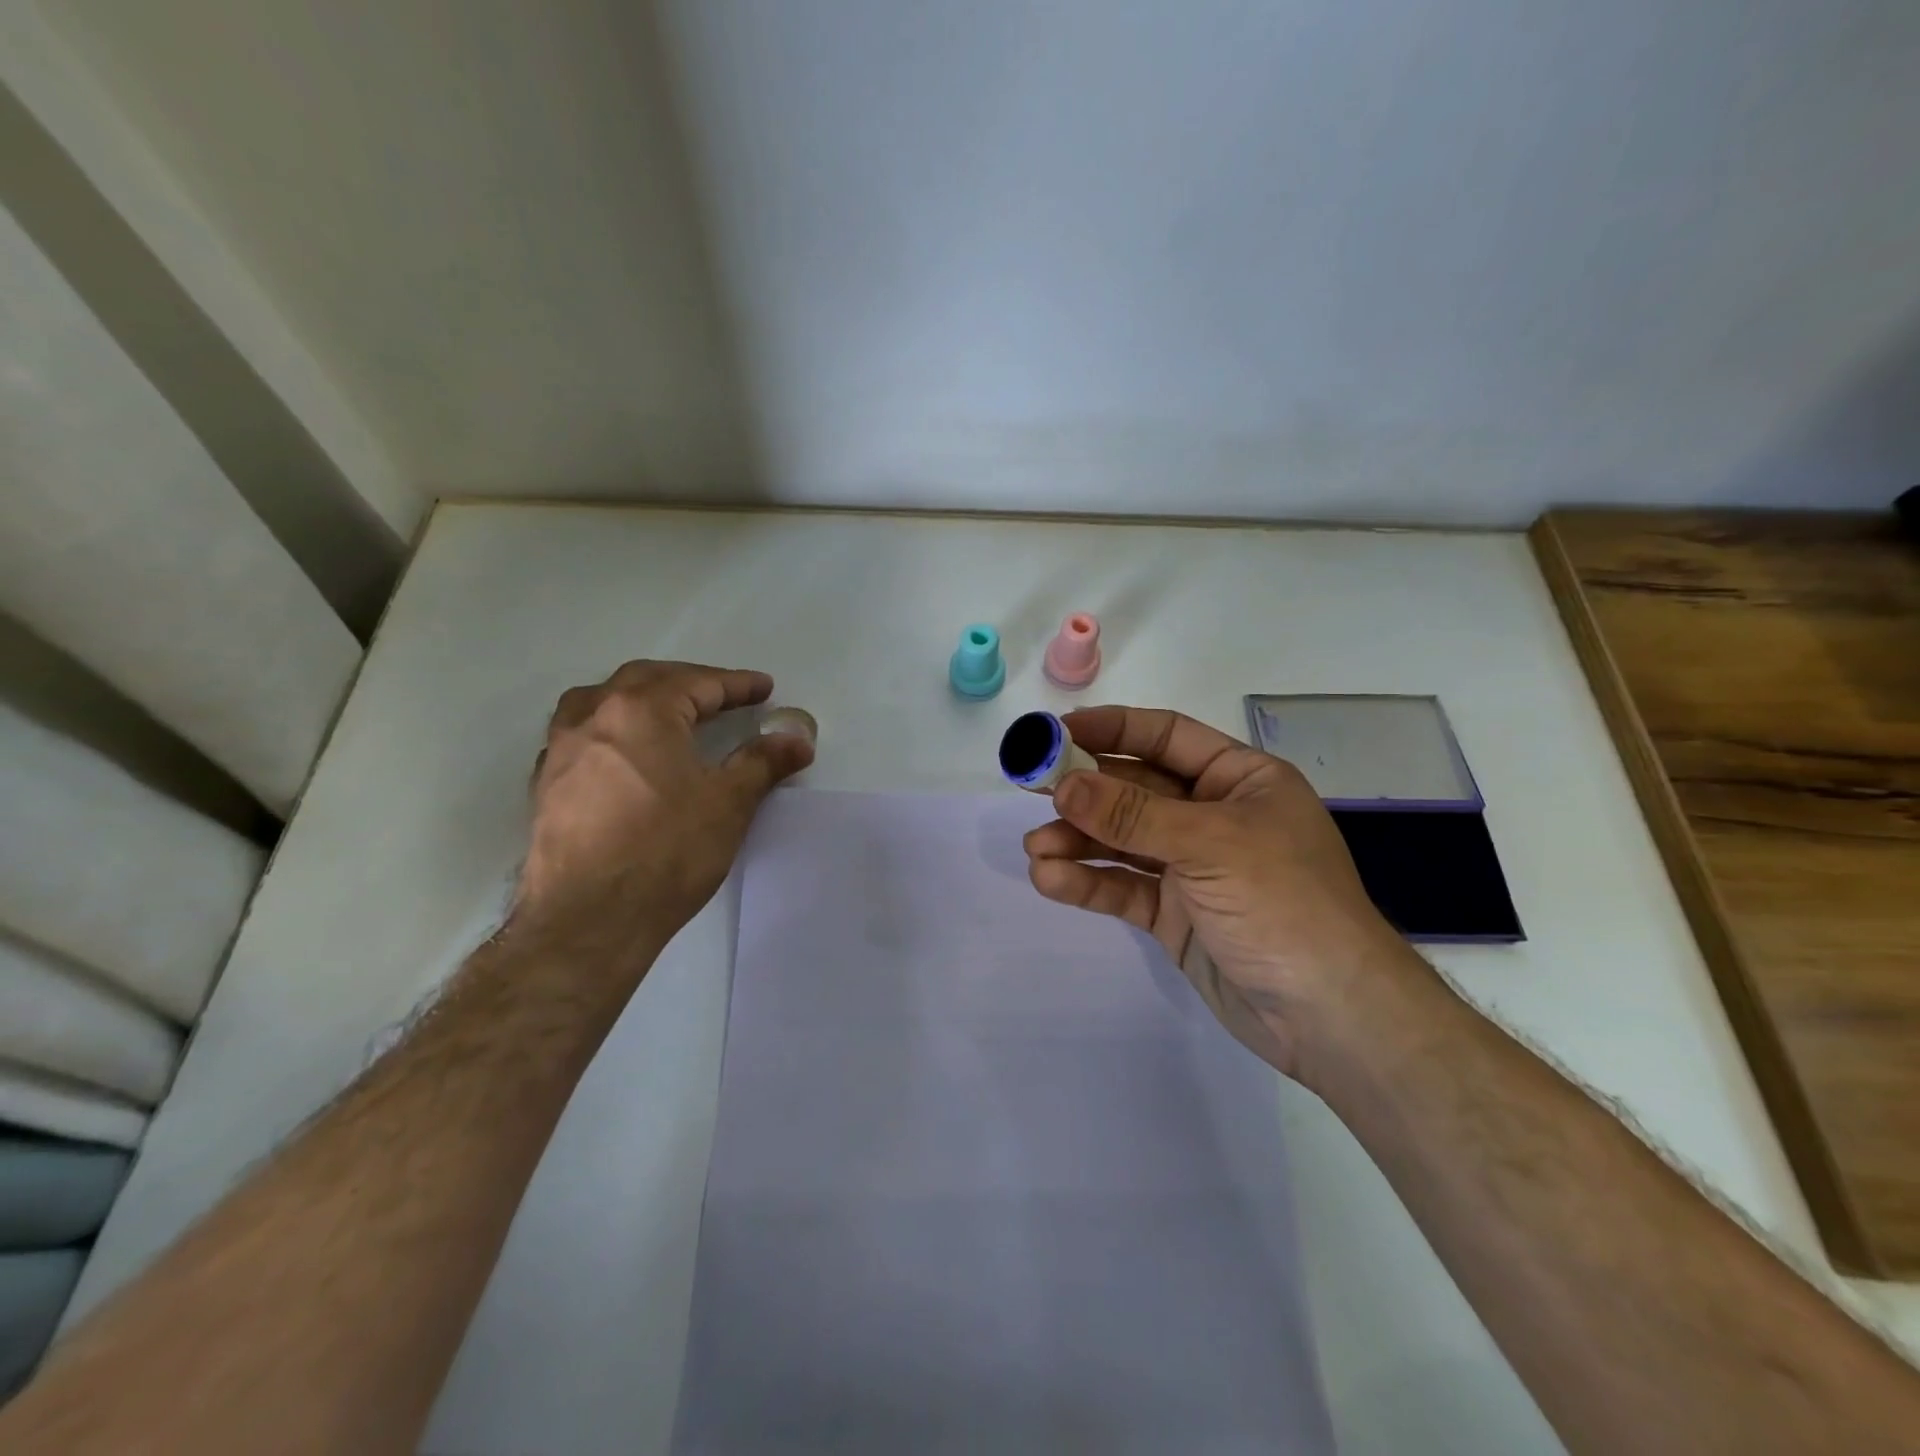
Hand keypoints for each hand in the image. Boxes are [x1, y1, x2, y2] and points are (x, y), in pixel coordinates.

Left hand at [515, 661, 812, 960]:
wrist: (589, 919)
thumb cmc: (666, 851)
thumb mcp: (728, 803)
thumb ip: (763, 761)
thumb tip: (798, 738)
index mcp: (640, 711)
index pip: (697, 683)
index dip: (736, 685)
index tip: (765, 689)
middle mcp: (593, 717)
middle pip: (645, 680)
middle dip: (689, 682)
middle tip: (722, 696)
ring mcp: (562, 750)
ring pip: (600, 700)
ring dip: (638, 696)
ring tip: (665, 711)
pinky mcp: (545, 784)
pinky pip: (579, 735)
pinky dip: (608, 729)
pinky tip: (623, 755)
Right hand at [1022, 705, 1425, 1082]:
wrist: (1330, 1016)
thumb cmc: (1285, 903)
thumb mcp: (1210, 845)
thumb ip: (1132, 815)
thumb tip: (1064, 786)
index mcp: (1239, 780)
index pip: (1167, 737)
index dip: (1112, 729)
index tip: (1058, 731)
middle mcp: (1213, 816)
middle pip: (1135, 789)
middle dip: (1084, 789)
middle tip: (1029, 785)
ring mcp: (1192, 868)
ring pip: (1122, 841)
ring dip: (1077, 841)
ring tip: (1035, 847)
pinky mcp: (1175, 914)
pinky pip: (1124, 887)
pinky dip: (1087, 882)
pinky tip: (1050, 879)